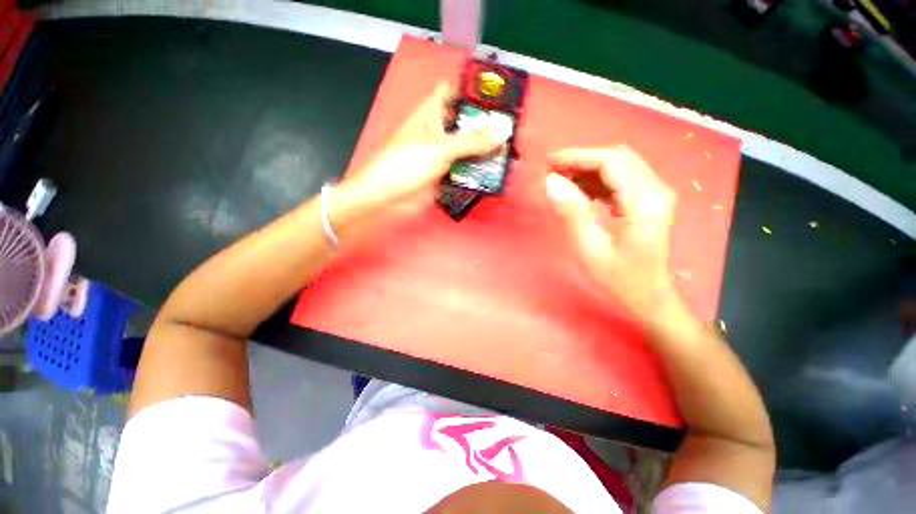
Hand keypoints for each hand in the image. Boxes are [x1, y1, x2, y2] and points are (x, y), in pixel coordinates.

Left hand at [337, 82, 509, 218]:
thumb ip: (471, 141)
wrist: (386, 196)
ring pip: (466, 147)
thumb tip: (503, 133)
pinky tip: (494, 173)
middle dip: (486, 125)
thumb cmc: (406, 164)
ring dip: (484, 150)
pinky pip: (464, 167)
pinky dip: (477, 170)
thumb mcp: (439, 148)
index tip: (500, 95)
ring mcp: (441, 153)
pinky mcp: (444, 173)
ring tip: (510, 152)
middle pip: (465, 122)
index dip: (474, 90)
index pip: (454, 91)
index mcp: (431, 112)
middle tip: (512, 129)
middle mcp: (438, 130)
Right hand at [545, 146, 677, 318]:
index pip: (611, 161)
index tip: (549, 163)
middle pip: (617, 158)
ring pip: (619, 167)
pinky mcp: (648, 201)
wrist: (650, 298)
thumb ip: (571, 212)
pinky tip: (579, 192)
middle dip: (581, 160)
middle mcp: (656, 190)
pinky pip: (621, 180)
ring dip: (588, 170)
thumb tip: (551, 182)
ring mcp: (655, 195)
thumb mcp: (590, 248)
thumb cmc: (620, 279)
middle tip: (552, 171)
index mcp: (645, 202)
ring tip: (560, 180)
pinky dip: (597, 181)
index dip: (577, 157)